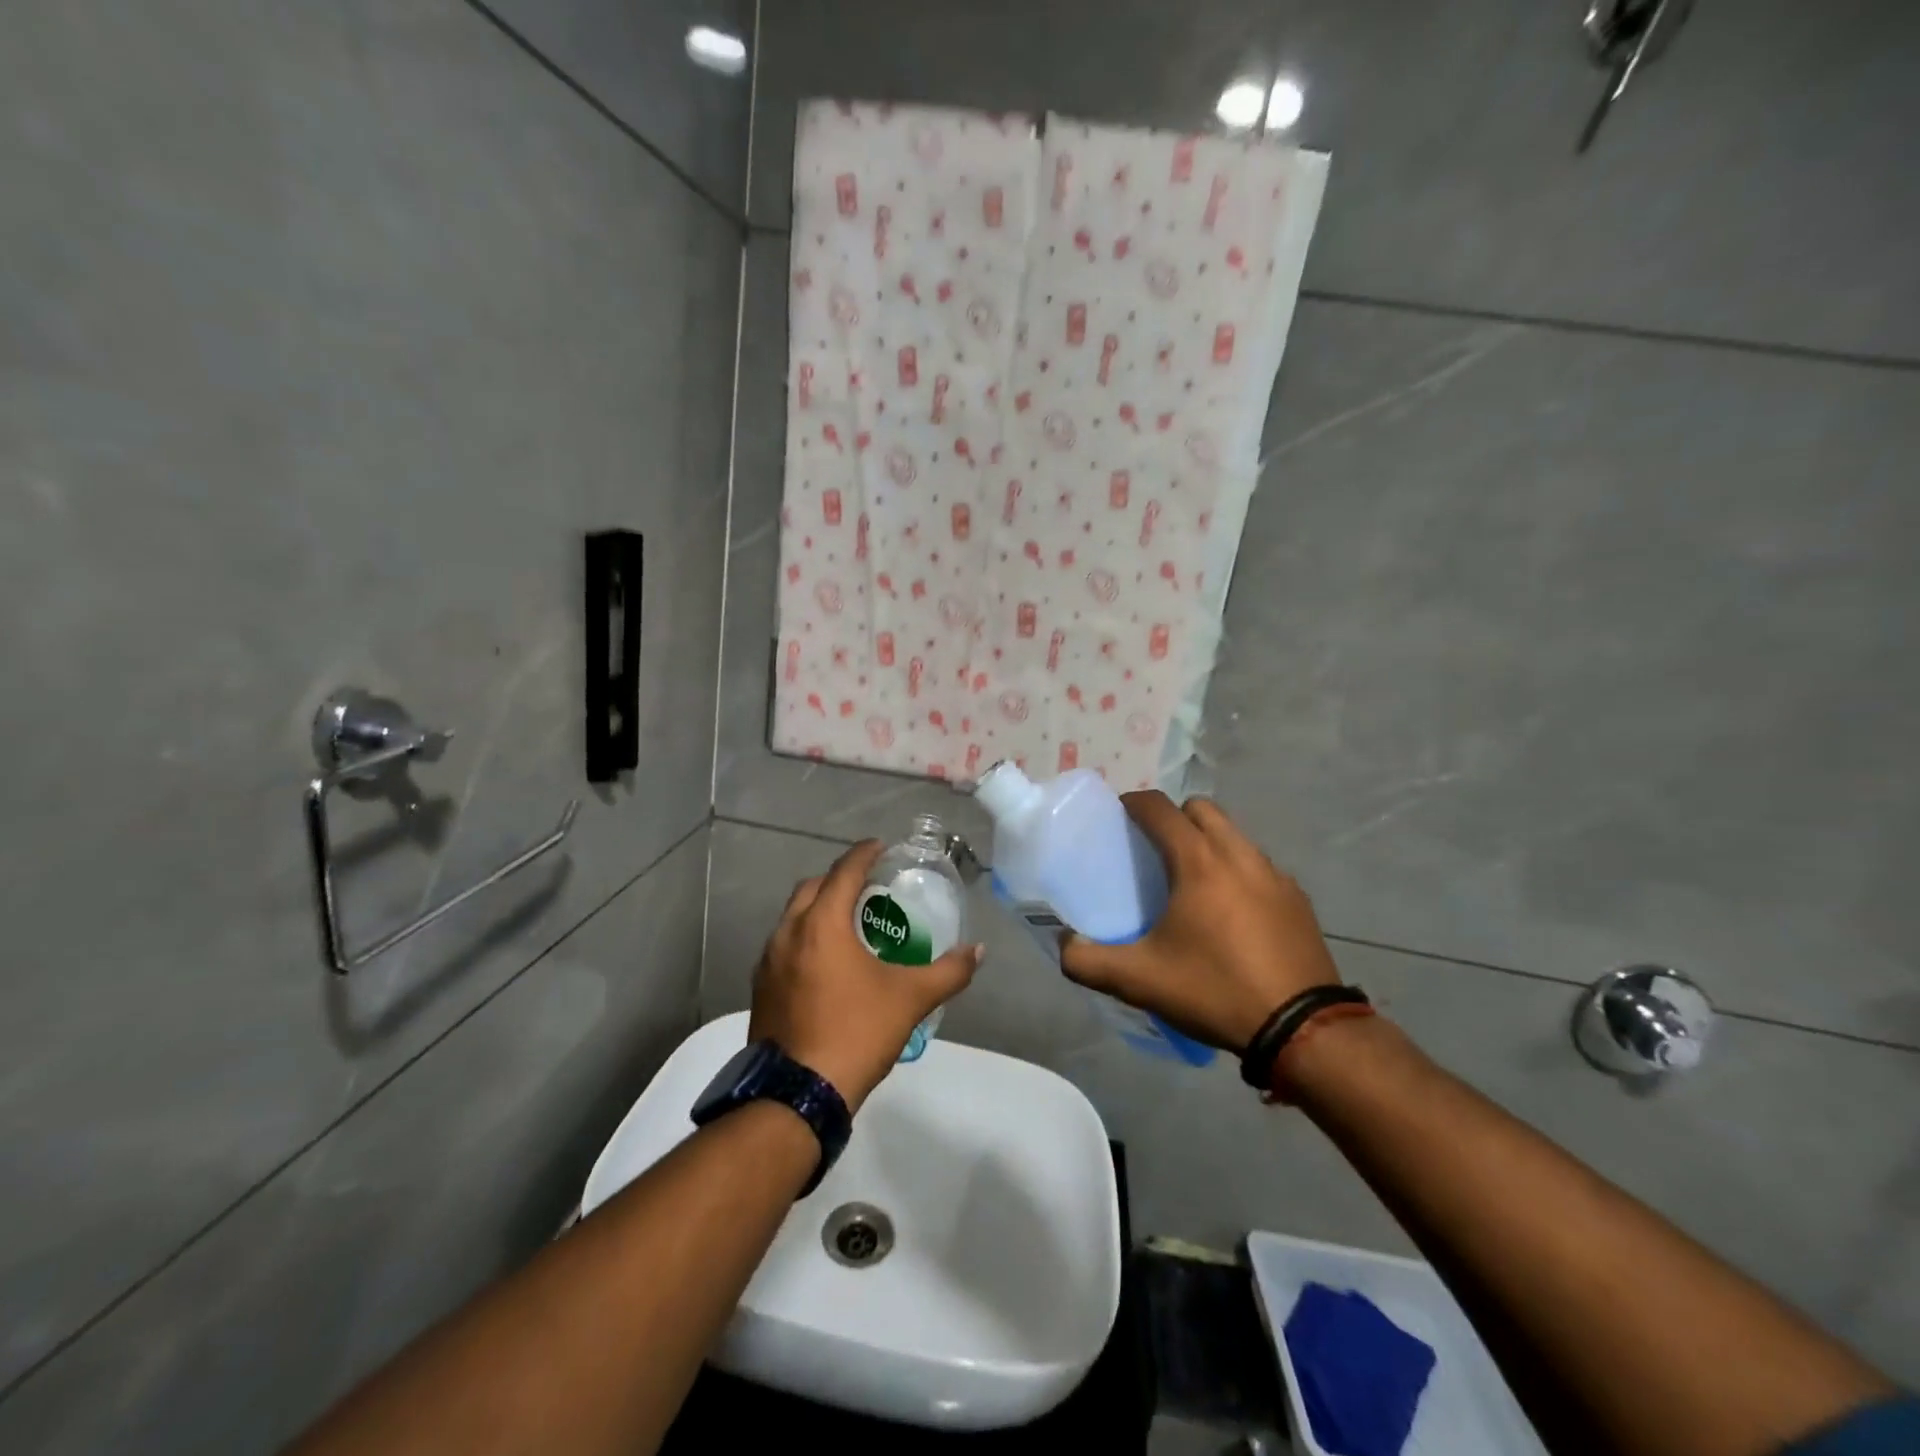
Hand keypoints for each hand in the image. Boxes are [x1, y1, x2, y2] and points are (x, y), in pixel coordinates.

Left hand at [750, 840, 983, 1111]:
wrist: (798, 1094)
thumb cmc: (856, 1033)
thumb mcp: (910, 999)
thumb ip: (948, 972)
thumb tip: (978, 951)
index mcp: (821, 925)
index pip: (844, 872)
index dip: (864, 854)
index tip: (881, 847)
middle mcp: (788, 933)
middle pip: (813, 888)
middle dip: (839, 878)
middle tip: (868, 886)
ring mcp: (768, 962)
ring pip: (793, 917)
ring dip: (819, 909)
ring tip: (849, 922)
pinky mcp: (761, 989)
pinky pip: (784, 946)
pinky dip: (805, 938)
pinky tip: (826, 963)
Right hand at [1059, 793, 1339, 1053]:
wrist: (1303, 1030)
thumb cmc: (1215, 991)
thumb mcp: (1139, 980)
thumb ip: (1087, 960)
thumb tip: (1065, 944)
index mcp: (1199, 862)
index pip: (1160, 808)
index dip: (1134, 803)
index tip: (1117, 816)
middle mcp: (1239, 854)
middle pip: (1201, 809)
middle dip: (1174, 817)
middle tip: (1154, 849)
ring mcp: (1275, 875)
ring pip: (1234, 835)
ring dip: (1208, 842)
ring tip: (1191, 882)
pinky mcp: (1298, 899)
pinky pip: (1258, 866)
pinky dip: (1237, 871)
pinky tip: (1231, 913)